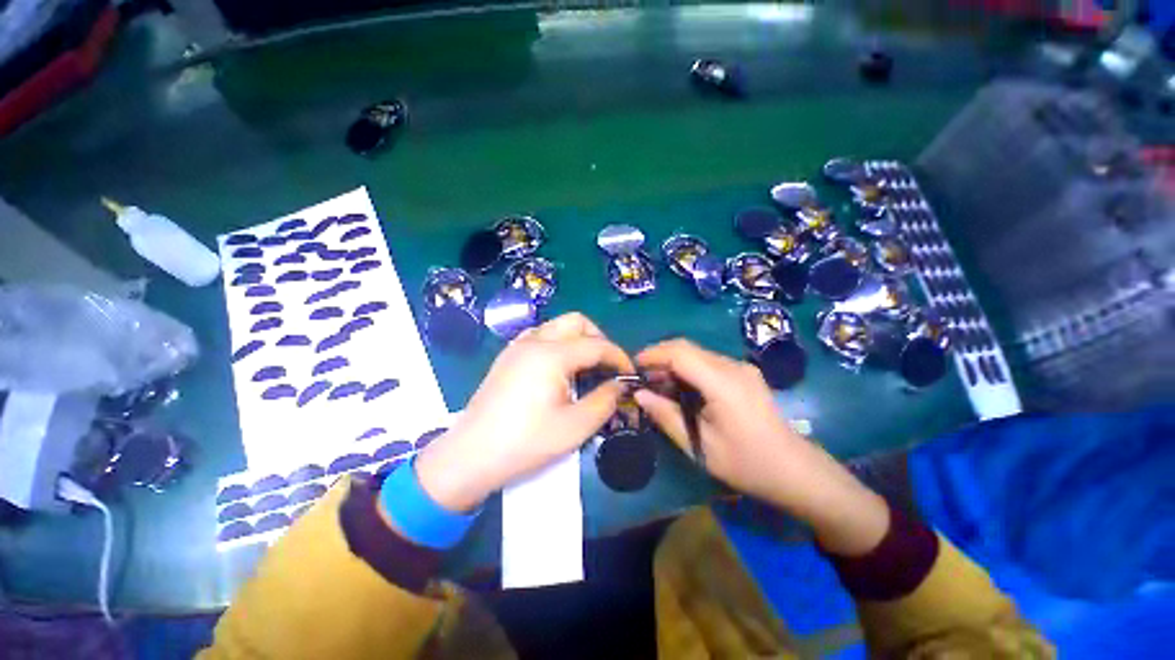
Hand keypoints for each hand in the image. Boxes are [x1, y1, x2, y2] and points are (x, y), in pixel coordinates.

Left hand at [413, 313, 633, 512]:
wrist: (470, 456)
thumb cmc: (525, 443)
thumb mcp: (575, 427)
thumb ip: (605, 401)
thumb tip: (620, 385)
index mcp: (552, 355)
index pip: (597, 345)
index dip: (619, 357)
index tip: (630, 375)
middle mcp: (534, 341)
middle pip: (577, 322)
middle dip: (599, 339)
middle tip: (607, 367)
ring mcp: (518, 346)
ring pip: (558, 326)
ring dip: (578, 340)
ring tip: (586, 368)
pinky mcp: (508, 356)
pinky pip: (541, 336)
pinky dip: (559, 344)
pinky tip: (559, 370)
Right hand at [634, 339, 888, 555]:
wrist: (796, 471)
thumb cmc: (747, 464)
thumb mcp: (700, 446)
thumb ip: (666, 416)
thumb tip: (639, 395)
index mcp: (722, 383)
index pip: (679, 353)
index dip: (652, 354)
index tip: (632, 367)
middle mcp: (732, 367)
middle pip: (687, 347)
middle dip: (659, 357)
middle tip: (641, 378)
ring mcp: (741, 368)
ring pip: (696, 353)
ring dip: (672, 363)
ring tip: (656, 384)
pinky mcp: (743, 374)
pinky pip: (707, 362)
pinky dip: (687, 369)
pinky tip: (680, 388)